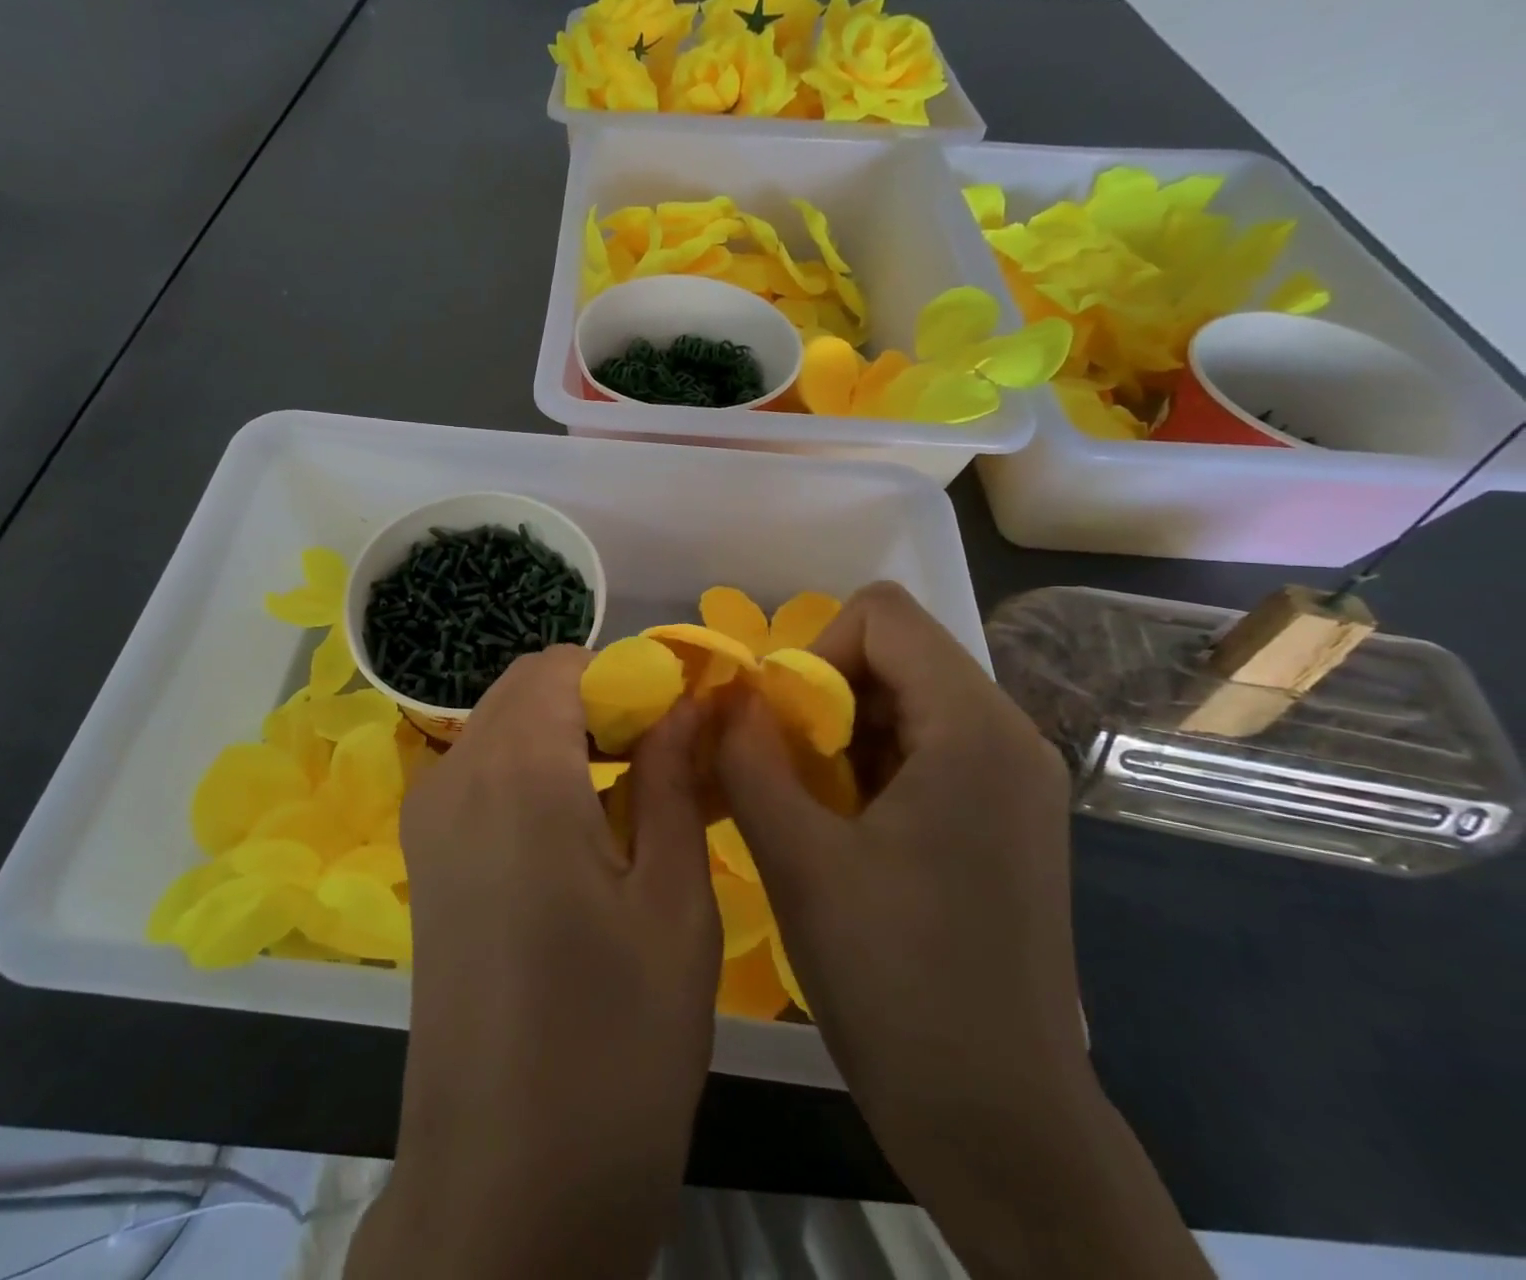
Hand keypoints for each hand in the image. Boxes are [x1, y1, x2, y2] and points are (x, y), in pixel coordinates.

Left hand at [347, 647, 718, 1279]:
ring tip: (633, 798)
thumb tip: (687, 704)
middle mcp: (455, 775)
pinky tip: (582, 835)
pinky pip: (481, 774)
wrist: (504, 1189)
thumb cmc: (614, 1043)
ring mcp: (428, 819)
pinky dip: (532, 771)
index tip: (677, 721)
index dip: (624, 676)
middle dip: (597, 701)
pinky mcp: (425, 862)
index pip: (561, 663)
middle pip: (526, 689)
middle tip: (664, 761)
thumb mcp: (673, 901)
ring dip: (565, 736)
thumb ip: (674, 778)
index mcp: (515, 770)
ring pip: (501, 728)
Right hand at [719, 581, 1084, 1122]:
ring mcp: (1012, 781)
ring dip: (839, 735)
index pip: (883, 616)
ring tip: (808, 808)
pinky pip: (923, 748)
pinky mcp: (1003, 818)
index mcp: (973, 730)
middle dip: (822, 697)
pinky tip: (843, 832)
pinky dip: (868, 766)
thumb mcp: (797, 859)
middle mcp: (1008, 737)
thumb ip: (747, 757)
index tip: (782, 728)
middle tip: (784, 772)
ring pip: (904, 701)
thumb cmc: (895, 981)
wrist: (997, 1120)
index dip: (814, 652)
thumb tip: (724, 695)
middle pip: (896, 655)